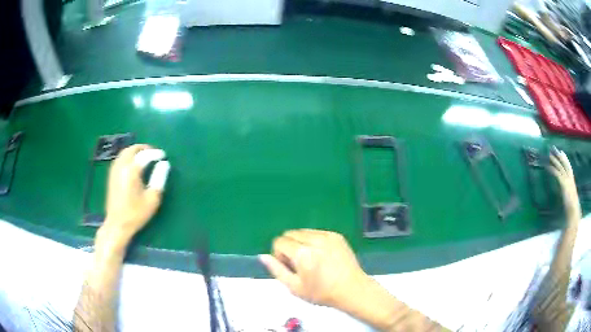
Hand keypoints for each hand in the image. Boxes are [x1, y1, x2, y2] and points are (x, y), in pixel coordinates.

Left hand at [102, 144, 169, 241]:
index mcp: (132, 170)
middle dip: (144, 148)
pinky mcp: (111, 175)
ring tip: (145, 156)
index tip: (163, 156)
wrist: (117, 224)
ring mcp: (114, 170)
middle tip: (154, 152)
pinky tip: (133, 163)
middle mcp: (121, 166)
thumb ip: (159, 178)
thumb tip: (164, 164)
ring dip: (135, 151)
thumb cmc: (136, 213)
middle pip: (132, 149)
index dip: (155, 153)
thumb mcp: (152, 199)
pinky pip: (120, 158)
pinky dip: (128, 156)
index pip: (145, 155)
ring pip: (125, 152)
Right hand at [260, 229, 368, 309]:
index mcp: (302, 253)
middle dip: (289, 246)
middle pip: (290, 234)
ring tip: (312, 259)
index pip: (279, 242)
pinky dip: (314, 241)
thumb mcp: (294, 287)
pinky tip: (322, 256)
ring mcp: (327, 236)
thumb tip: (263, 256)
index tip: (289, 267)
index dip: (280, 255)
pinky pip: (317, 232)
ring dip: (301, 243)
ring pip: (303, 232)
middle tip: (299, 264)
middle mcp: (314, 240)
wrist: (352, 290)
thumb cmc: (322, 292)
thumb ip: (276, 270)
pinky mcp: (336, 236)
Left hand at [548, 147, 580, 218]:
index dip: (565, 159)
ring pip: (560, 167)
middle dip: (559, 156)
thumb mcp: (570, 198)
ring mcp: (567, 181)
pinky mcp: (564, 185)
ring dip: (555, 160)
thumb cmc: (571, 209)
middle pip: (564, 164)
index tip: (562, 152)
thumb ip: (567, 193)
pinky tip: (548, 166)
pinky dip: (553, 169)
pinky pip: (557, 174)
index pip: (568, 167)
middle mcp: (570, 179)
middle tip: (554, 148)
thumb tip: (565, 193)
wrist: (573, 213)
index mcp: (572, 182)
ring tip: (549, 154)